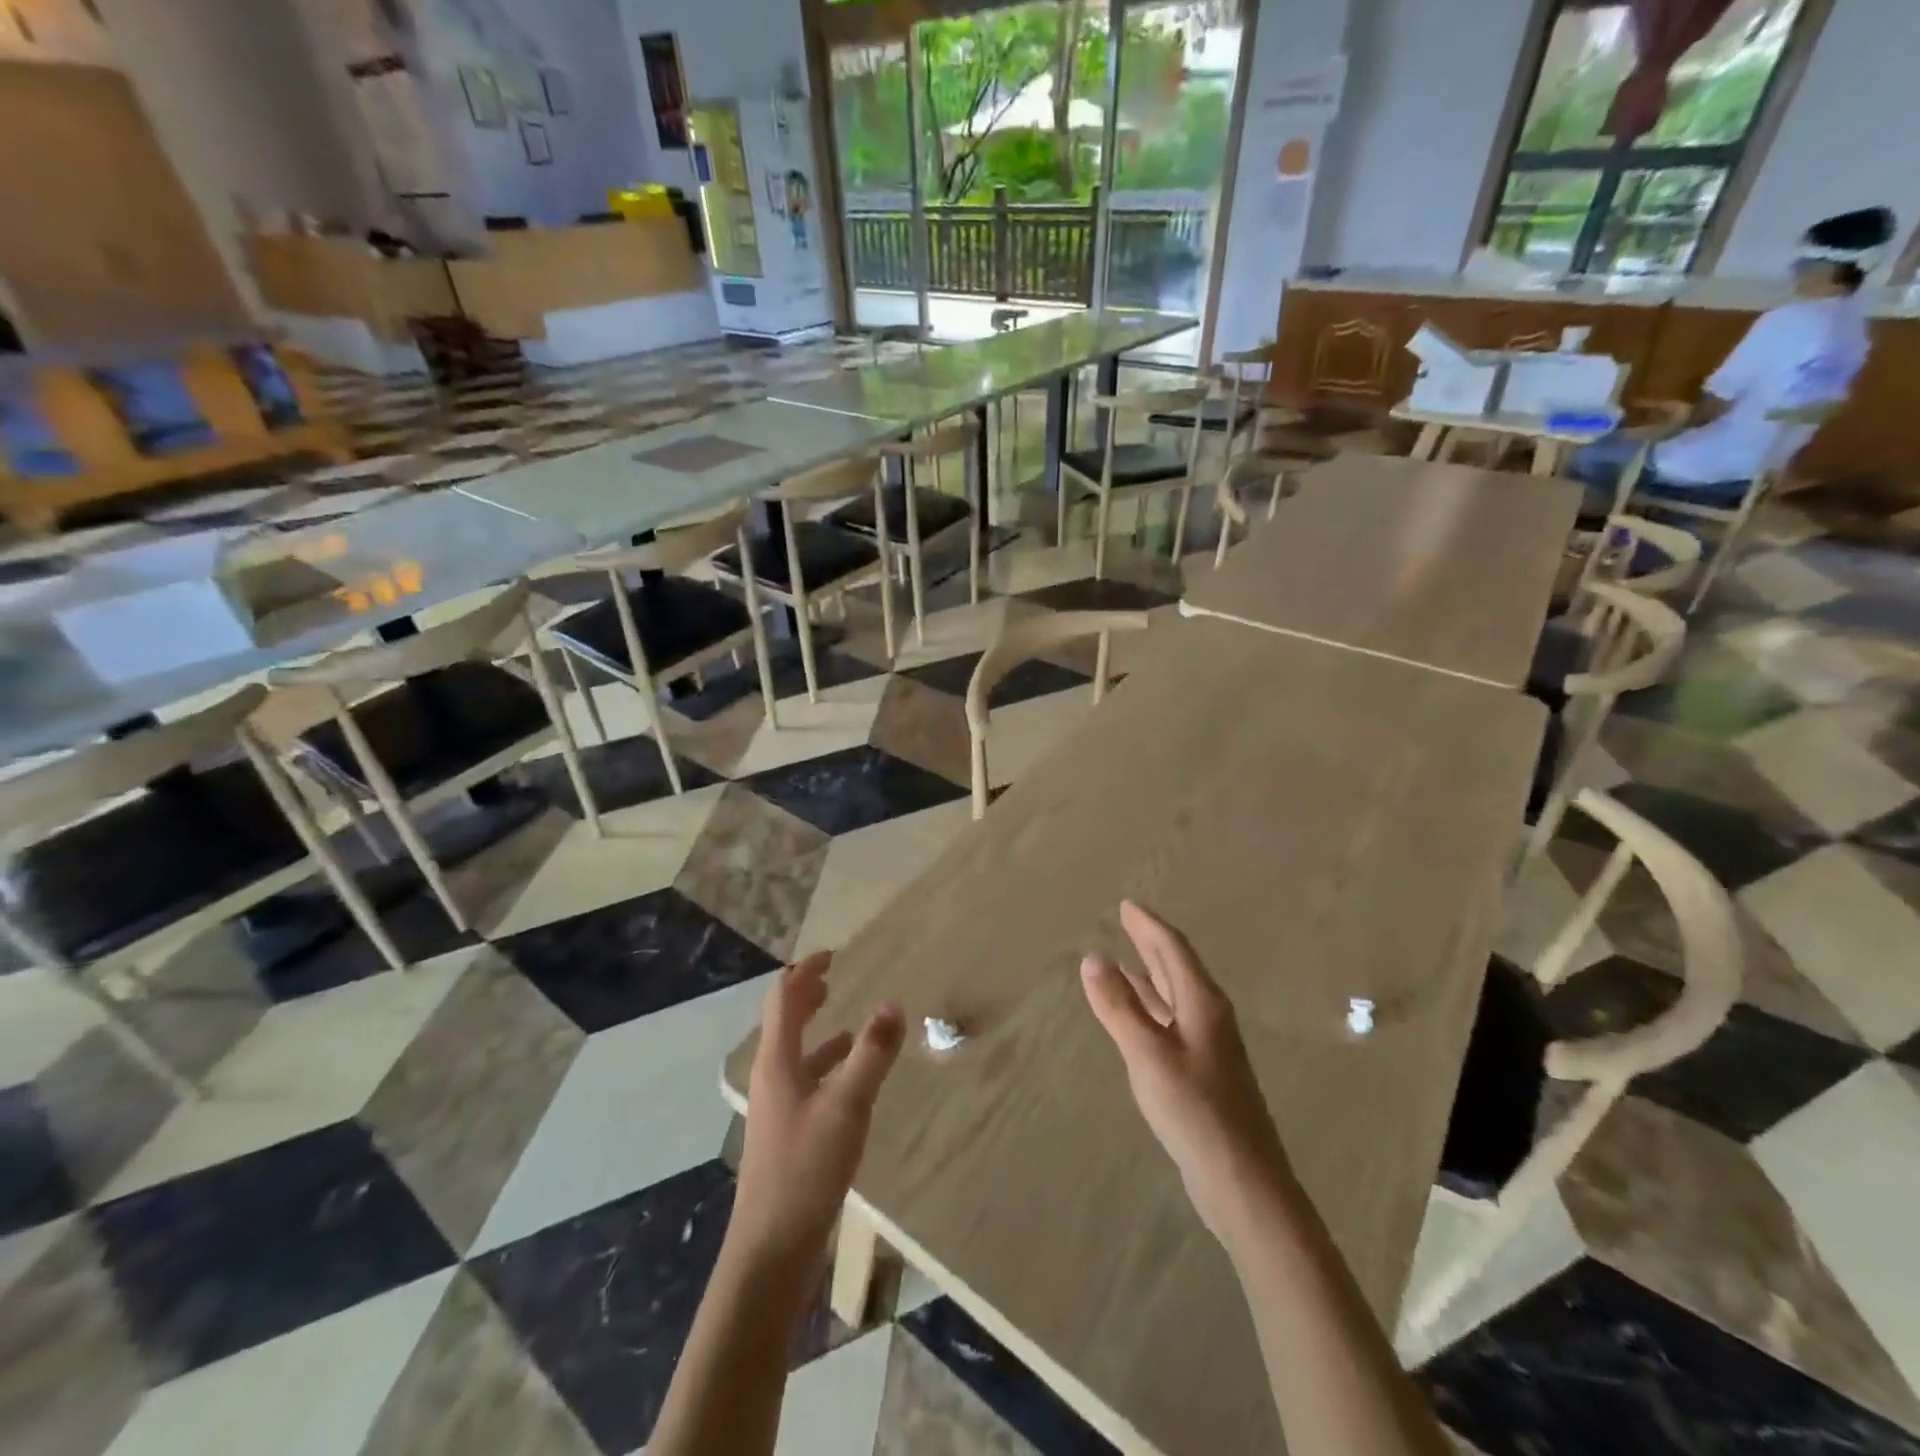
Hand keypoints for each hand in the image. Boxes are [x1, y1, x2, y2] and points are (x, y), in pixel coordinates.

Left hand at [732, 954, 905, 1266]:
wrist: (771, 1251)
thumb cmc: (806, 1168)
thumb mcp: (847, 1105)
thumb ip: (872, 1053)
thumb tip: (893, 1003)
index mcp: (777, 1061)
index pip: (783, 998)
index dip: (805, 972)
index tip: (832, 954)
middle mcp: (772, 1077)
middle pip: (784, 1022)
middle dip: (806, 996)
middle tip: (833, 977)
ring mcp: (777, 1108)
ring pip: (796, 1054)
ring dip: (817, 1031)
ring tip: (848, 1023)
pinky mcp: (788, 1134)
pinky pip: (806, 1083)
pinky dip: (826, 1066)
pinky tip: (849, 1080)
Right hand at [1081, 901, 1291, 1246]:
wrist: (1243, 1181)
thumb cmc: (1195, 1110)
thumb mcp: (1148, 1054)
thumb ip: (1118, 1006)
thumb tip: (1093, 958)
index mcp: (1202, 1003)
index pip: (1172, 949)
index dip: (1148, 926)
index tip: (1127, 905)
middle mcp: (1209, 1016)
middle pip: (1177, 967)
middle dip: (1151, 943)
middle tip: (1127, 922)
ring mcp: (1210, 1045)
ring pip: (1176, 996)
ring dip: (1152, 975)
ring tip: (1125, 961)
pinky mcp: (1205, 1071)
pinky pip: (1173, 1020)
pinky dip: (1153, 1007)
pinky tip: (1140, 1017)